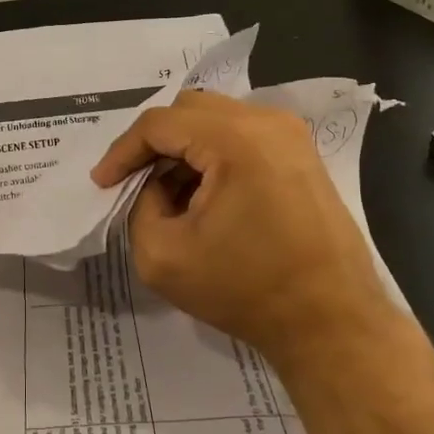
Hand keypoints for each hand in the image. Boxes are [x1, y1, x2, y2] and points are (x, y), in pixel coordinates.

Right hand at [91, 91, 390, 366]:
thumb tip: (154, 186)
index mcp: (235, 139)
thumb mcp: (163, 256)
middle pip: (188, 110)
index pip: (159, 124)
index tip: (102, 183)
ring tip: (167, 194)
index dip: (122, 151)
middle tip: (132, 182)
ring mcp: (290, 135)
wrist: (332, 323)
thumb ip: (140, 207)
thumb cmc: (246, 290)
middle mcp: (267, 122)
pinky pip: (242, 135)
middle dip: (153, 144)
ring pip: (216, 119)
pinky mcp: (302, 154)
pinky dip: (213, 155)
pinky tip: (204, 196)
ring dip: (184, 149)